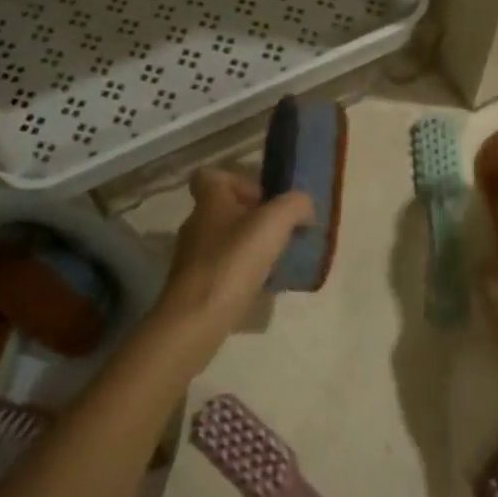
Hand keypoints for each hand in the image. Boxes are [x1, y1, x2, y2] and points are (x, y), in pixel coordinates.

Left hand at [151, 169, 313, 355]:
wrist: (195, 321)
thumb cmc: (232, 262)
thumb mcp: (273, 224)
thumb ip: (294, 205)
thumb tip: (304, 204)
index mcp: (209, 201)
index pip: (211, 176)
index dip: (239, 181)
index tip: (264, 199)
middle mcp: (196, 224)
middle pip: (224, 209)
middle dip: (254, 217)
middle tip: (281, 232)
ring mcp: (192, 257)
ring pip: (225, 240)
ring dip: (251, 246)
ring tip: (277, 261)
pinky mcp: (196, 286)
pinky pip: (223, 269)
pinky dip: (243, 273)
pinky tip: (263, 286)